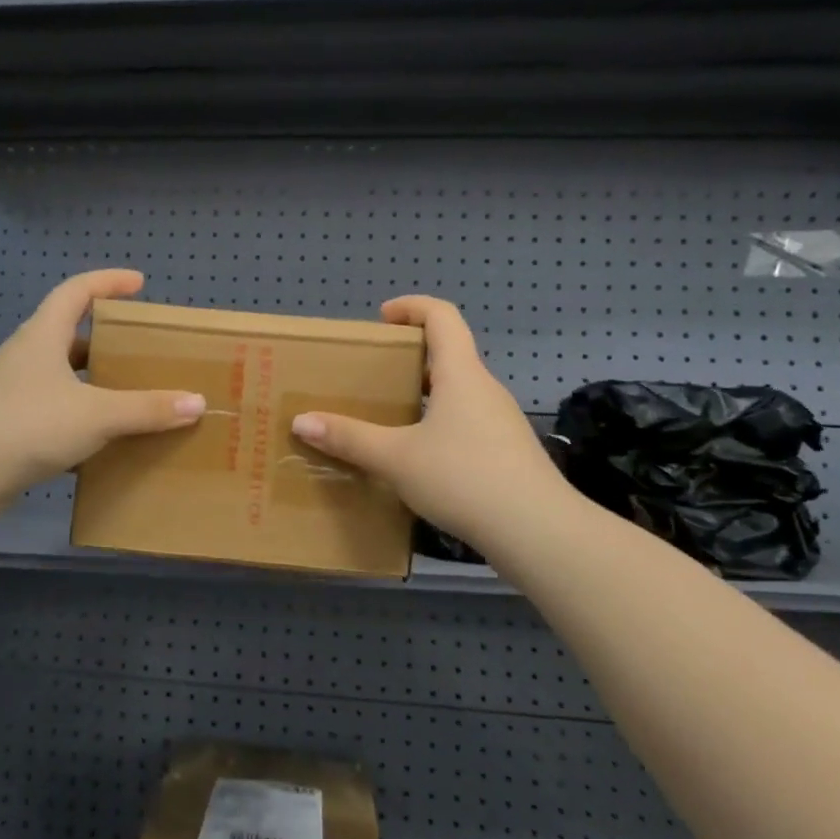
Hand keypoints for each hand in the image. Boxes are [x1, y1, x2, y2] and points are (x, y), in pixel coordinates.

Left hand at [0, 269, 204, 514]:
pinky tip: (102, 442)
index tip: (139, 284)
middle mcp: (25, 357)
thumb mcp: (96, 413)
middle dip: (104, 337)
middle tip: (139, 347)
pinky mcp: (8, 427)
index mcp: (42, 336)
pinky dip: (79, 419)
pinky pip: (53, 412)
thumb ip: (147, 408)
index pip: (76, 291)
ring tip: (128, 394)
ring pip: (60, 376)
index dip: (107, 281)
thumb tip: (197, 402)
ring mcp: (13, 392)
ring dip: (91, 381)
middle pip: (67, 333)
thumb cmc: (28, 425)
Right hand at [291, 297, 573, 557]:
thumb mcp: (396, 458)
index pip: (442, 316)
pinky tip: (420, 459)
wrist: (537, 531)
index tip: (382, 318)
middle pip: (450, 354)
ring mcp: (501, 422)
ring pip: (459, 392)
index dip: (412, 306)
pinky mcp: (508, 452)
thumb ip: (350, 438)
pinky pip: (467, 422)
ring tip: (390, 417)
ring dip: (425, 394)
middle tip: (375, 374)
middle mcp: (485, 389)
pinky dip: (440, 424)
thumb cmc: (464, 478)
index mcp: (461, 374)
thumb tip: (301, 421)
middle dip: (411, 356)